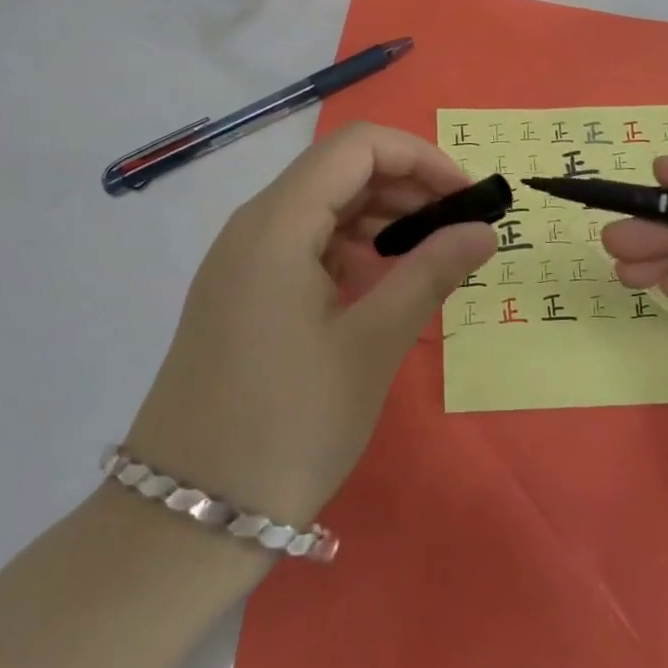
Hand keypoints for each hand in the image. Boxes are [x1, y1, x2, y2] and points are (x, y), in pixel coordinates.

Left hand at [126, 123, 495, 530]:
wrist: (184, 521)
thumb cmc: (287, 426)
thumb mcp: (371, 346)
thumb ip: (430, 273)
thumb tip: (483, 230)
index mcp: (278, 222)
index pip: (358, 145)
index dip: (419, 157)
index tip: (465, 196)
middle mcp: (254, 225)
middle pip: (339, 170)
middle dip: (405, 185)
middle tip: (457, 227)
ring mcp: (242, 260)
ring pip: (322, 206)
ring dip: (379, 216)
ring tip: (428, 256)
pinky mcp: (240, 292)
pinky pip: (303, 243)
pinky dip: (349, 247)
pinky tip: (378, 283)